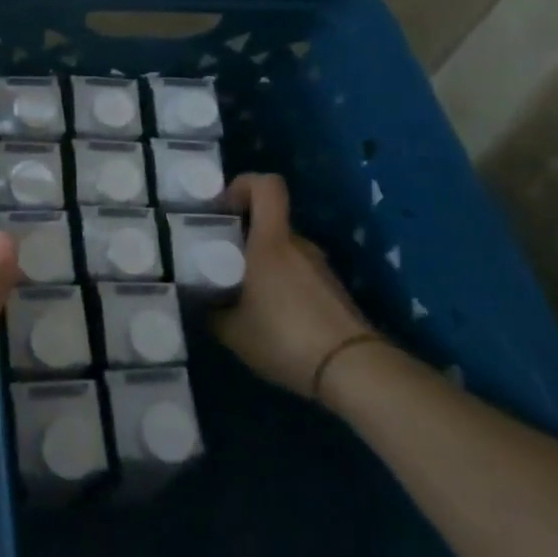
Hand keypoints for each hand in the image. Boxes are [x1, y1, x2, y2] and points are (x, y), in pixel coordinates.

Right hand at [211, 173, 379, 397]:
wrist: (355, 371)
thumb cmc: (285, 338)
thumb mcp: (232, 331)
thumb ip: (212, 311)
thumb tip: (202, 304)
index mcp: (271, 242)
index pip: (266, 186)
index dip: (242, 184)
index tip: (220, 208)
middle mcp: (298, 245)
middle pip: (269, 222)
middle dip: (242, 235)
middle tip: (218, 261)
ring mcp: (320, 267)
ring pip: (283, 250)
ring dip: (261, 263)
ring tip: (241, 296)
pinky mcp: (333, 291)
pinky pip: (297, 273)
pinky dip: (280, 285)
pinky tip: (270, 317)